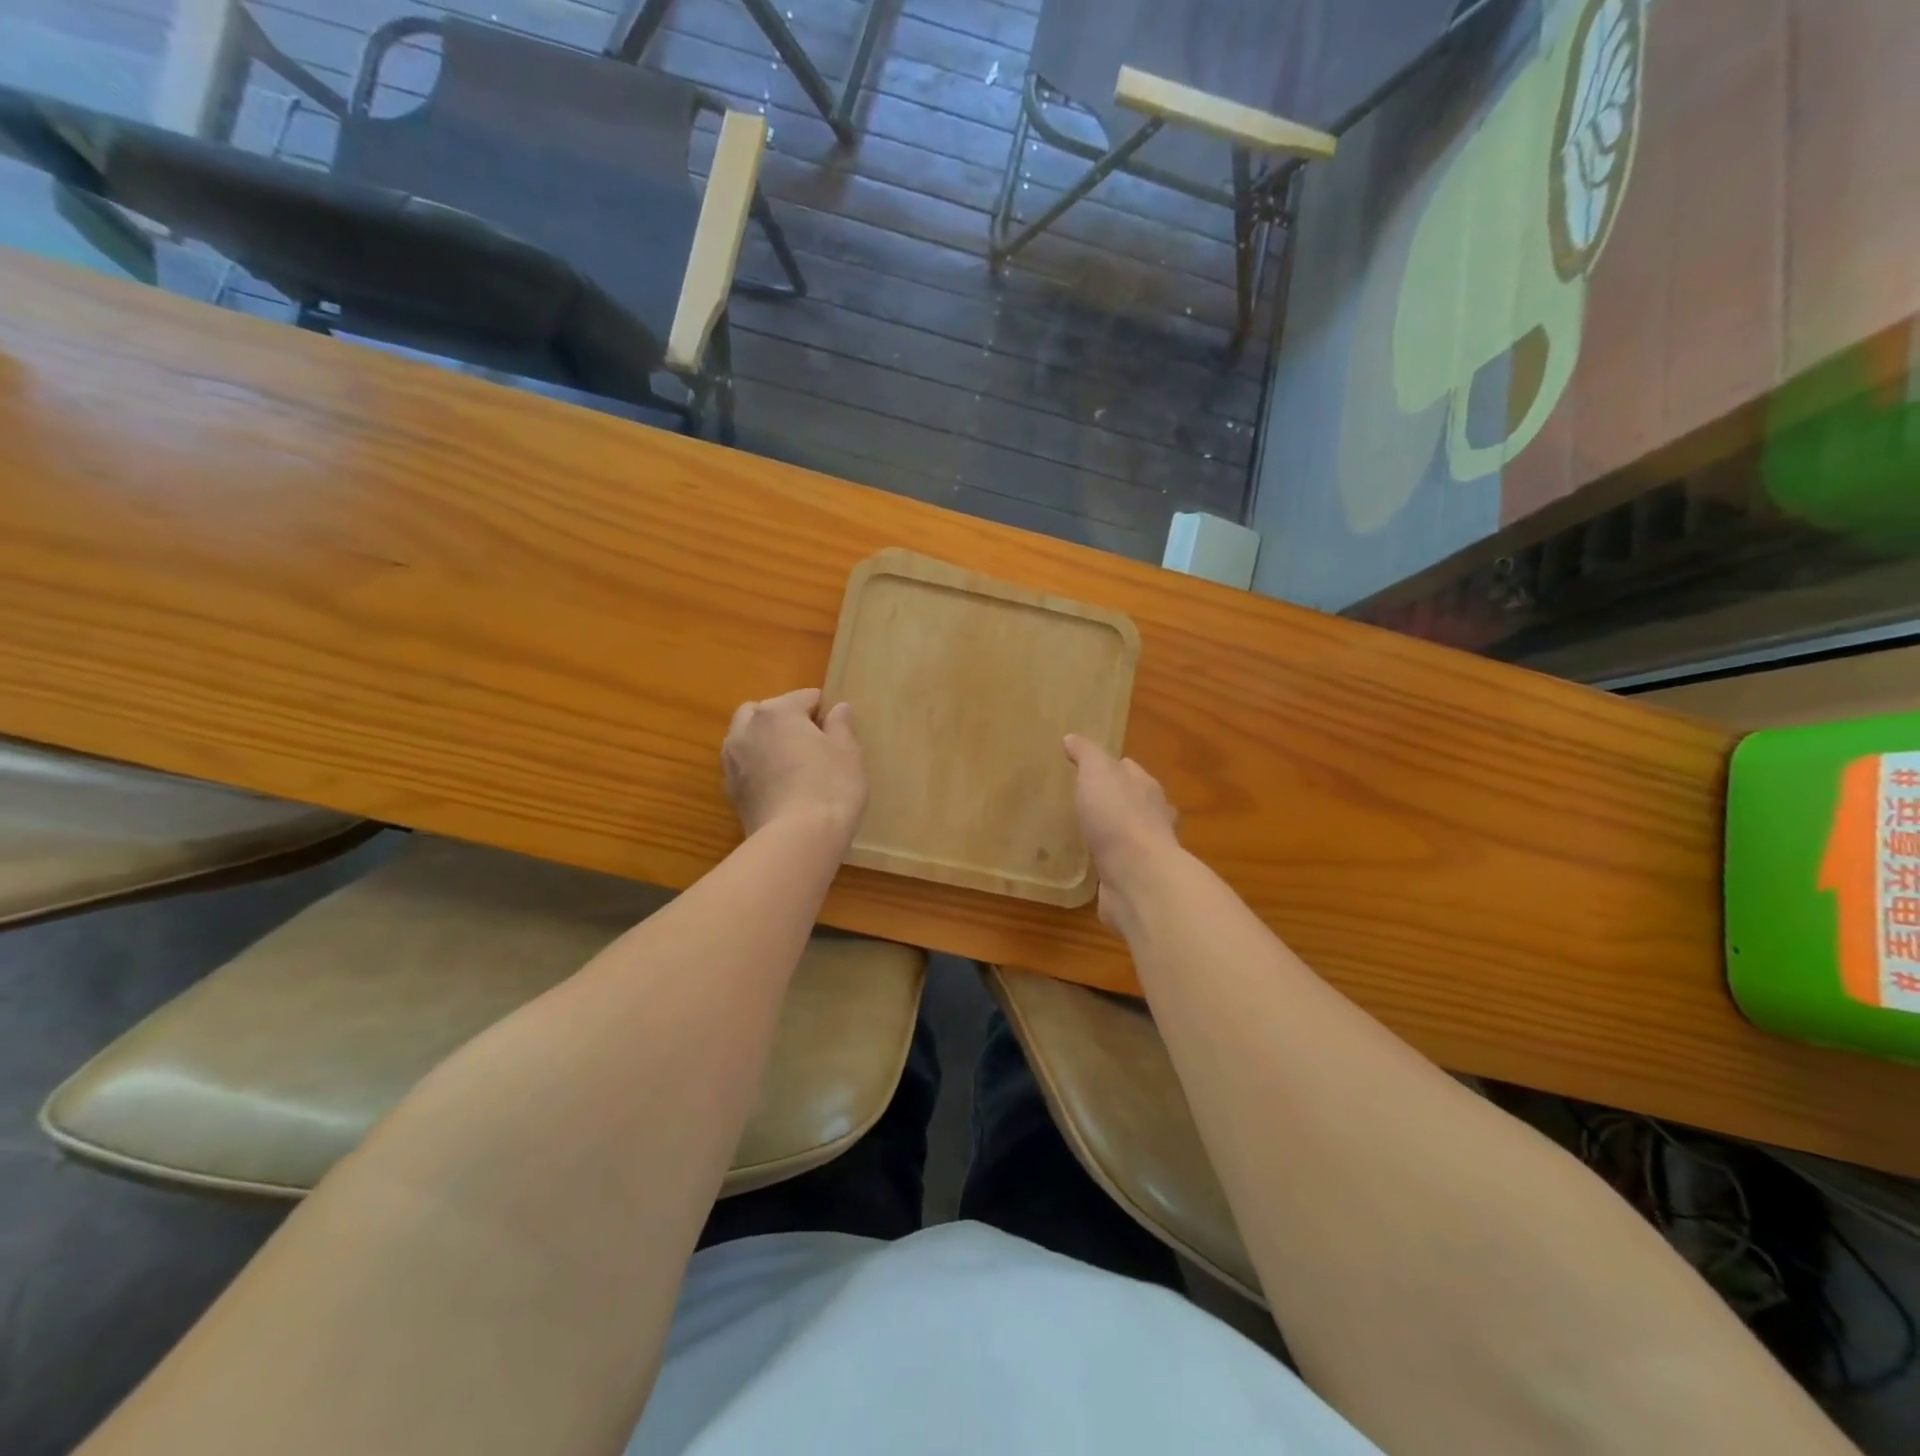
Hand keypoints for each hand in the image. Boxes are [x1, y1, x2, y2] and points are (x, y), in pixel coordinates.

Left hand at [723, 689, 865, 846]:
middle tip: (812, 744)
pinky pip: (744, 764)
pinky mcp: (729, 789)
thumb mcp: (848, 753)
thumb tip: (838, 708)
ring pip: (748, 736)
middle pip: (767, 710)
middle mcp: (747, 728)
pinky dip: (757, 766)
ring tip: (792, 764)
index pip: (805, 697)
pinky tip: (778, 785)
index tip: (838, 733)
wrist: (796, 840)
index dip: (825, 712)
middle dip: (786, 720)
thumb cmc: (830, 787)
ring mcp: (732, 759)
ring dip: (766, 741)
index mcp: (777, 712)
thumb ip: (841, 726)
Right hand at [1063, 735, 1177, 928]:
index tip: (1086, 768)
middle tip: (1082, 801)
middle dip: (1112, 800)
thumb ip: (1087, 754)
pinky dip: (1106, 861)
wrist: (1138, 877)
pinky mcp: (1134, 879)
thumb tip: (1072, 738)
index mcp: (1146, 787)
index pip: (1129, 770)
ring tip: (1081, 833)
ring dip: (1110, 833)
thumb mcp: (1097, 773)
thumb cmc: (1118, 817)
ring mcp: (1145, 850)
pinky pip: (1117, 864)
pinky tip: (1087, 863)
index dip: (1110, 766)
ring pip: (1125, 835)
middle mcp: (1152, 817)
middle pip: (1132, 801)